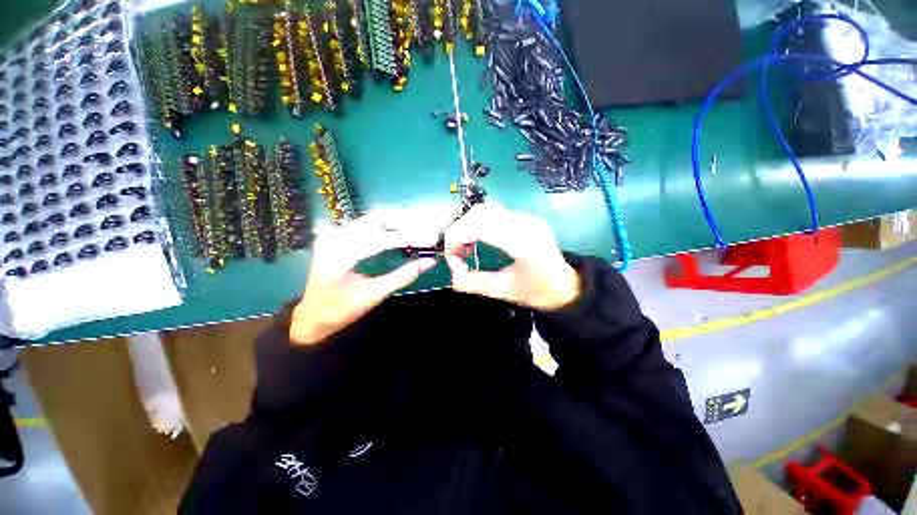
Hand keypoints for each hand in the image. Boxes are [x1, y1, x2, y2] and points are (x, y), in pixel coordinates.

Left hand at [290, 212, 438, 344]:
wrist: (312, 314)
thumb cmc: (341, 309)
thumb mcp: (373, 295)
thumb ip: (402, 276)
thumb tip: (428, 262)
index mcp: (339, 254)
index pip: (378, 239)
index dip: (407, 237)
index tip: (429, 238)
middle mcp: (335, 237)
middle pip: (375, 219)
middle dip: (404, 221)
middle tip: (427, 226)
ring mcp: (335, 234)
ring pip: (372, 219)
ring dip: (398, 221)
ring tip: (420, 225)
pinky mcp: (339, 236)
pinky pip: (367, 225)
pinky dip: (388, 226)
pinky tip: (402, 228)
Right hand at [444, 203, 579, 310]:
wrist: (568, 285)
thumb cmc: (540, 291)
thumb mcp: (505, 292)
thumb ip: (474, 283)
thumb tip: (452, 273)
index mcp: (522, 242)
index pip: (479, 225)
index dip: (457, 237)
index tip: (451, 257)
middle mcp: (524, 222)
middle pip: (480, 212)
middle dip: (459, 231)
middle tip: (456, 253)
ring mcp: (525, 217)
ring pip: (485, 210)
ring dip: (468, 226)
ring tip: (466, 248)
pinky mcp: (524, 218)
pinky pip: (494, 214)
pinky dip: (478, 225)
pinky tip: (478, 240)